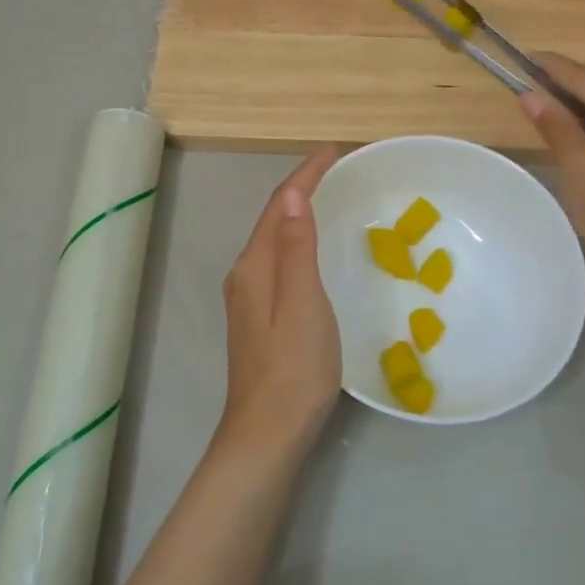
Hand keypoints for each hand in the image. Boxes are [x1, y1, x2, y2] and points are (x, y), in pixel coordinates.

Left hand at [217, 150, 342, 464]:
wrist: (267, 434)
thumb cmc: (294, 368)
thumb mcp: (303, 303)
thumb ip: (296, 248)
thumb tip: (292, 194)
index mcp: (255, 266)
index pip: (279, 206)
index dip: (305, 175)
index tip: (334, 150)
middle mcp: (246, 275)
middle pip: (273, 219)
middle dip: (302, 189)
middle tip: (338, 169)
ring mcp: (249, 299)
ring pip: (275, 242)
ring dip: (299, 214)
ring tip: (331, 198)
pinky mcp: (259, 319)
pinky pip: (279, 262)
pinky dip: (298, 242)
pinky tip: (315, 251)